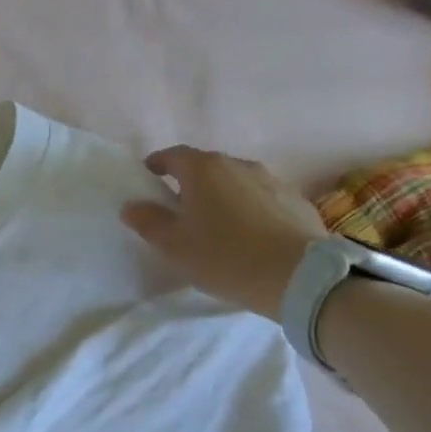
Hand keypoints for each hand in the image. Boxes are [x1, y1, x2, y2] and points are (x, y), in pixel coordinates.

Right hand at [120, 147, 326, 322]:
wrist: (298, 276)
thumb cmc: (224, 256)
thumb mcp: (174, 245)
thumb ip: (148, 221)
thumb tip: (131, 205)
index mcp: (204, 169)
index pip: (173, 156)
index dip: (157, 164)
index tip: (148, 177)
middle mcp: (239, 164)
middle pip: (206, 167)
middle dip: (190, 183)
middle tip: (179, 209)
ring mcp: (272, 180)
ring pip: (236, 182)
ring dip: (222, 197)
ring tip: (216, 225)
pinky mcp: (296, 201)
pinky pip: (262, 199)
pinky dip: (248, 210)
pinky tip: (248, 236)